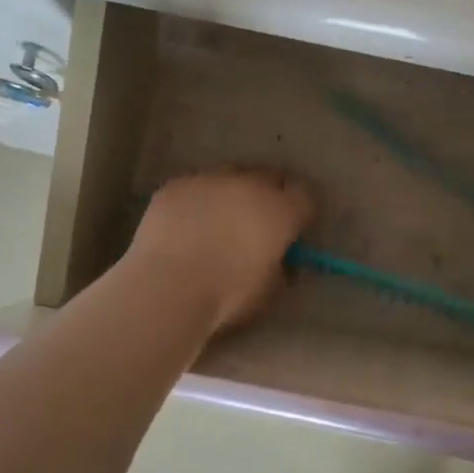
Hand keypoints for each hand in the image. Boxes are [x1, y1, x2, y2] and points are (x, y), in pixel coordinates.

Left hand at [128, 168, 316, 331]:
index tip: (291, 228)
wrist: (168, 287)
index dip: (299, 211)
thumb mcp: (270, 290)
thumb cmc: (227, 296)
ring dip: (231, 193)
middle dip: (267, 196)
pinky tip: (184, 225)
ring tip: (216, 221)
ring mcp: (210, 179)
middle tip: (255, 224)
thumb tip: (277, 259)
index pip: (305, 195)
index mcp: (281, 210)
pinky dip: (196, 200)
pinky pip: (195, 186)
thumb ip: (280, 266)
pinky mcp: (176, 185)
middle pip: (269, 178)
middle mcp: (250, 184)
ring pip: (230, 176)